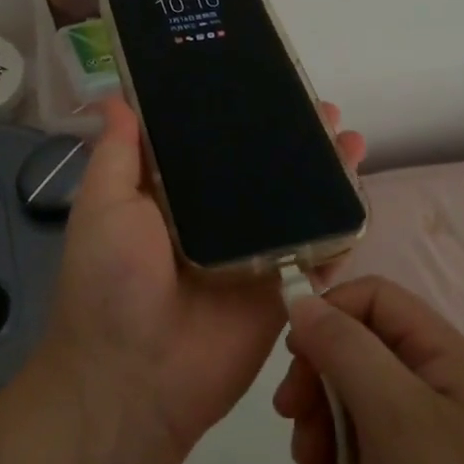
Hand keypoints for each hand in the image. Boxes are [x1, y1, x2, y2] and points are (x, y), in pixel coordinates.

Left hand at [42, 96, 366, 463]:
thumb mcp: (103, 207)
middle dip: (292, 138)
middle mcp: (215, 219)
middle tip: (323, 108)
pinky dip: (340, 225)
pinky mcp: (280, 288)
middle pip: (261, 169)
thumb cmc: (110, 284)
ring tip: (348, 137)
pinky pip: (316, 251)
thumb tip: (114, 98)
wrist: (134, 381)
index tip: (265, 83)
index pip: (211, 143)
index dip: (238, 113)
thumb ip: (117, 154)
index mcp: (172, 196)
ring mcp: (252, 253)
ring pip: (295, 203)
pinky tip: (360, 193)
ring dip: (323, 172)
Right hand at [274, 277, 463, 463]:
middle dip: (318, 374)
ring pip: (355, 391)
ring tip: (305, 463)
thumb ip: (346, 349)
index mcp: (445, 352)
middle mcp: (438, 379)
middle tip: (289, 416)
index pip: (375, 297)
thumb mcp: (394, 417)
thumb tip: (301, 300)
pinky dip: (336, 449)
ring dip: (321, 417)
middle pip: (360, 344)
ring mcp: (429, 427)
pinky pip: (364, 435)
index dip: (329, 313)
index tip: (293, 356)